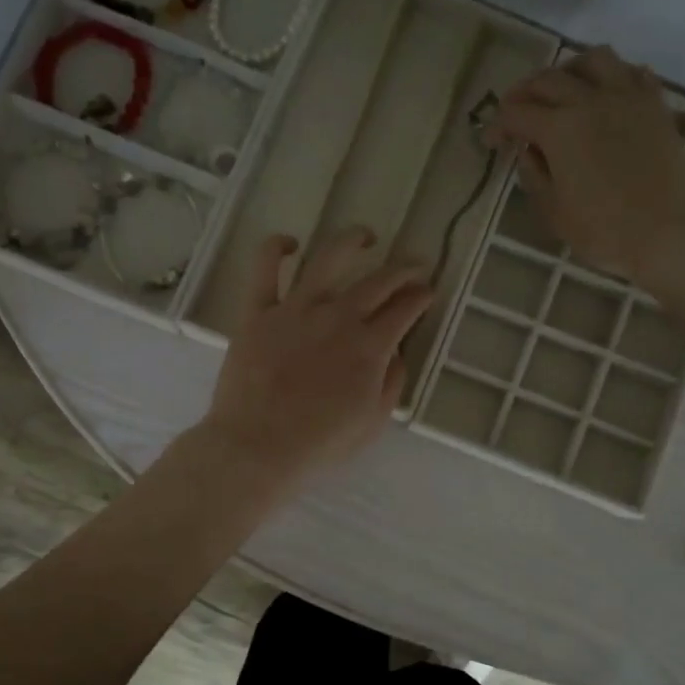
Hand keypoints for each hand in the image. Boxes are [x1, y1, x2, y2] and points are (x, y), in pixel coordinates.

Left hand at [201, 227, 432, 491]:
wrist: (258, 447)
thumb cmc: (320, 444)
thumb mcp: (373, 422)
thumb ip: (391, 382)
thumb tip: (396, 353)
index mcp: (370, 346)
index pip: (405, 309)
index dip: (421, 296)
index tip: (427, 292)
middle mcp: (338, 316)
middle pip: (378, 280)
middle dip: (403, 269)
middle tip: (413, 266)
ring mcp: (296, 309)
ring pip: (329, 259)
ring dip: (352, 241)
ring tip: (365, 236)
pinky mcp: (258, 312)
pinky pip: (265, 269)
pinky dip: (276, 249)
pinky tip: (290, 244)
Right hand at [487, 45, 684, 284]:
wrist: (667, 235)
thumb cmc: (603, 231)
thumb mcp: (554, 212)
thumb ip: (535, 177)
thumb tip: (529, 152)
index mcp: (560, 129)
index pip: (516, 113)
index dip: (497, 125)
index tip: (490, 141)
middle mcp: (591, 101)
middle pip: (549, 79)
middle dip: (524, 92)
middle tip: (516, 112)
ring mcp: (628, 99)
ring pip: (594, 59)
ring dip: (570, 69)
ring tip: (563, 88)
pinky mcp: (657, 107)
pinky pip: (634, 73)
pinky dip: (614, 76)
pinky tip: (607, 94)